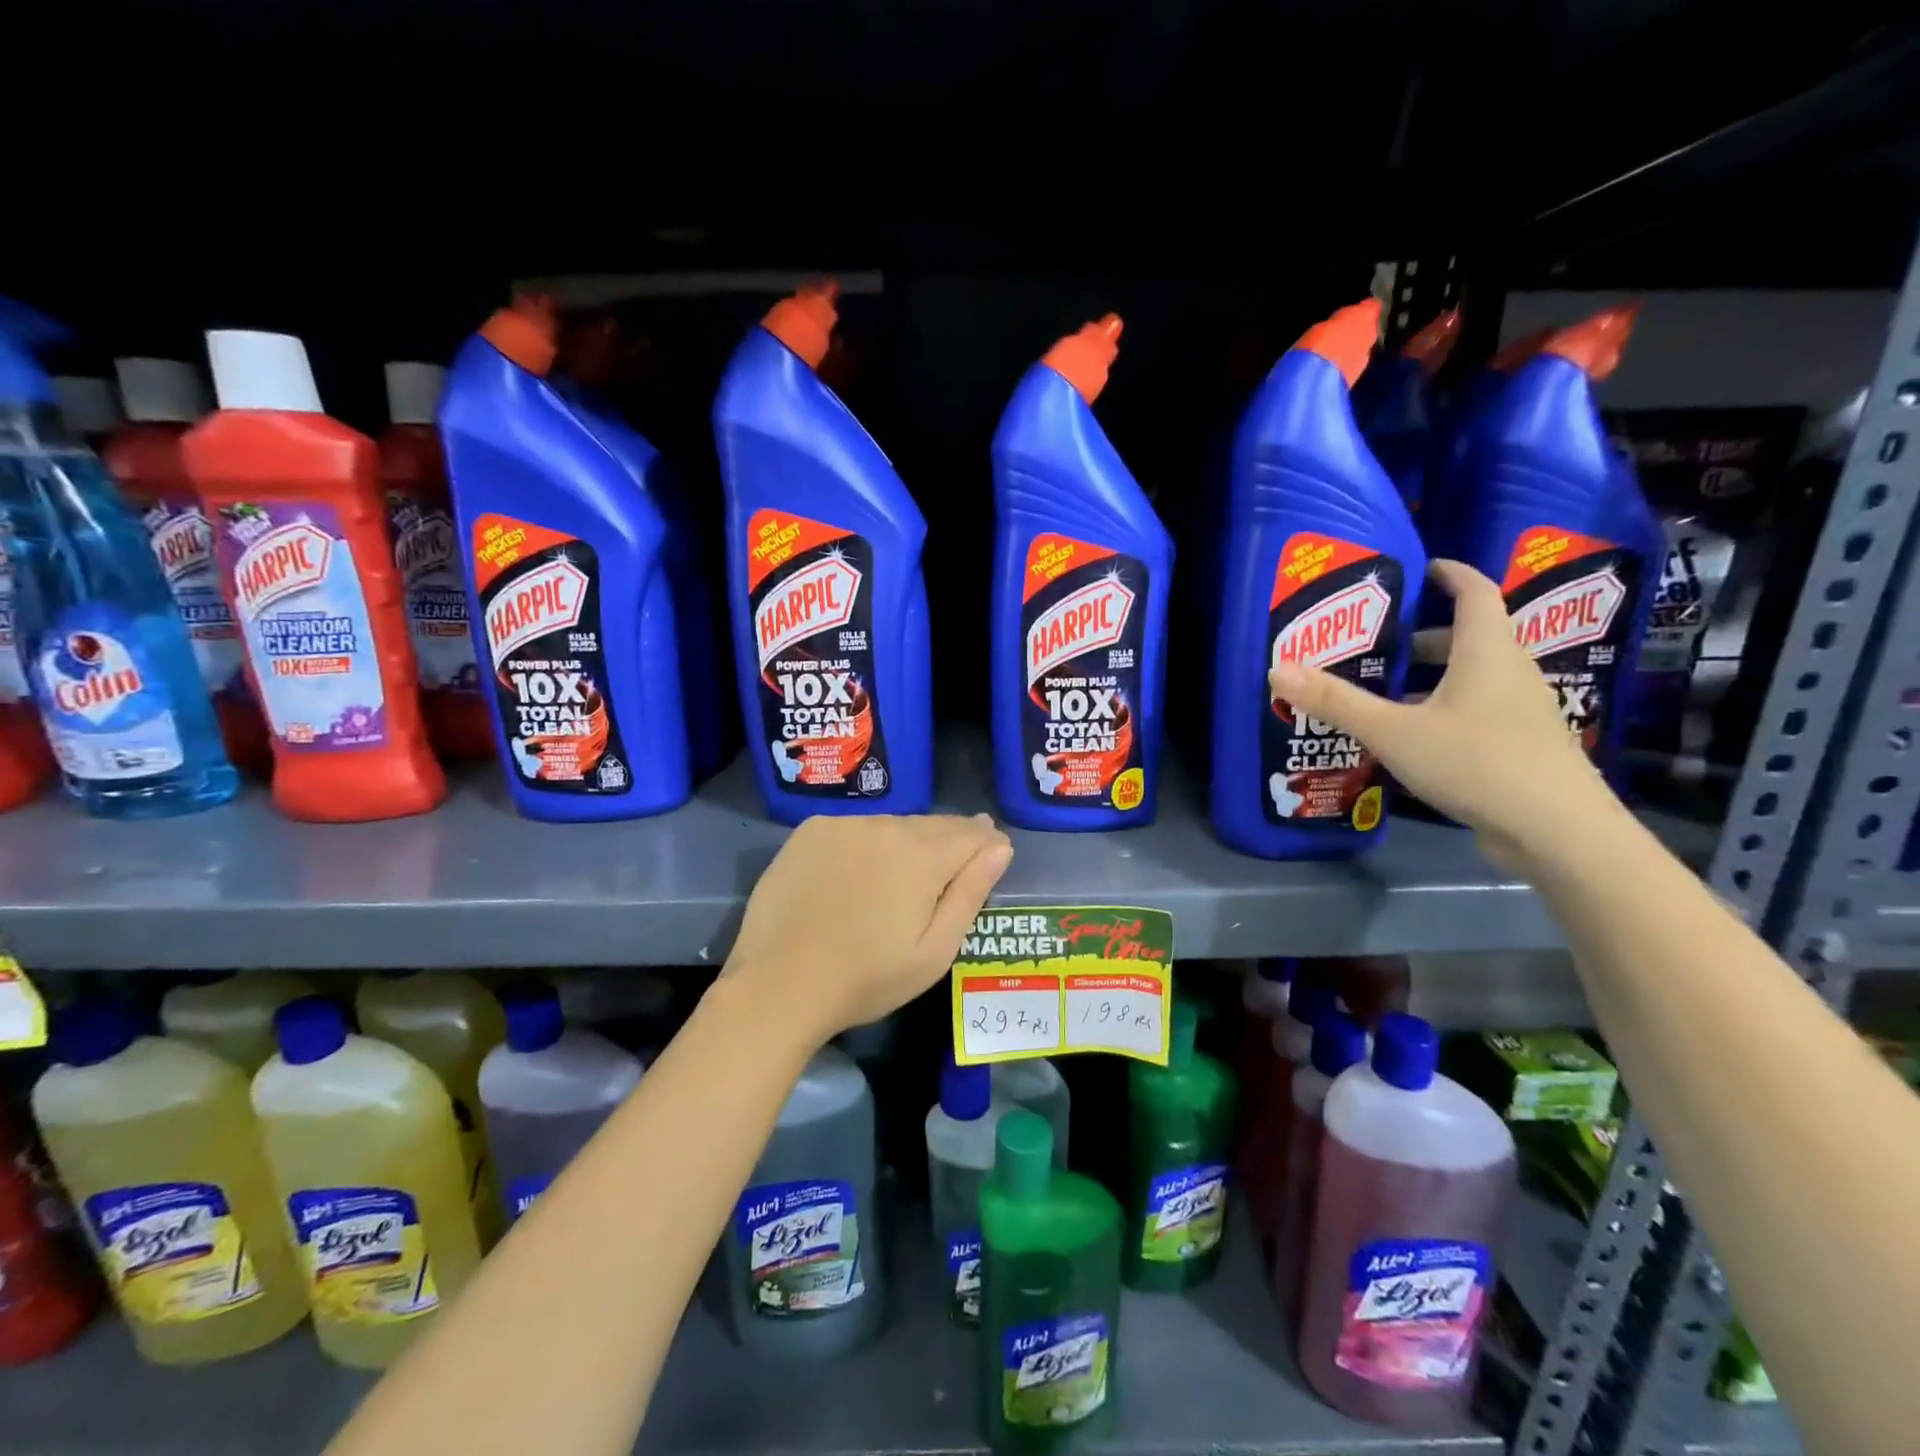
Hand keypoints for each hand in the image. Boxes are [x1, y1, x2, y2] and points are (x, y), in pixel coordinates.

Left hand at [724, 813, 1014, 1045]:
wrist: (778, 985)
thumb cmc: (866, 979)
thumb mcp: (933, 951)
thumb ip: (970, 893)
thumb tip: (1000, 847)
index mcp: (922, 856)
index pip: (971, 833)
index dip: (987, 843)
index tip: (992, 854)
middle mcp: (886, 826)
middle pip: (933, 825)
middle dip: (952, 840)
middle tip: (954, 864)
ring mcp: (844, 824)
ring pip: (893, 825)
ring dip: (908, 841)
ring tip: (906, 871)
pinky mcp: (811, 830)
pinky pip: (856, 828)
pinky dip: (868, 842)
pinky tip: (861, 869)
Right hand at [1269, 559, 1621, 868]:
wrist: (1557, 831)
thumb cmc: (1477, 762)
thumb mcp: (1394, 731)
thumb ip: (1337, 701)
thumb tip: (1278, 668)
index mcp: (1487, 652)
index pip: (1476, 593)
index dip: (1451, 574)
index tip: (1422, 567)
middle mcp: (1510, 673)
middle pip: (1469, 638)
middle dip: (1425, 635)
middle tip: (1377, 641)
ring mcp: (1519, 712)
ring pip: (1472, 678)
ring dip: (1431, 676)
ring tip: (1383, 689)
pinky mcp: (1519, 746)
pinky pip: (1475, 710)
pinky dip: (1442, 708)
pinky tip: (1410, 736)